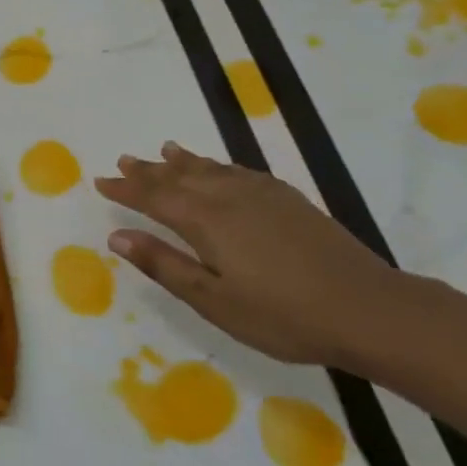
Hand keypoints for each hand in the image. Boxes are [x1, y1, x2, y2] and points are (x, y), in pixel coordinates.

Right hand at [93, 142, 399, 366]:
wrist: (367, 308)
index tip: (100, 181)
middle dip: (147, 170)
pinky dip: (216, 164)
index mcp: (206, 221)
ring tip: (162, 150)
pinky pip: (238, 170)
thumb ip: (164, 265)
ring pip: (209, 169)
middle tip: (122, 160)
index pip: (154, 198)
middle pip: (178, 177)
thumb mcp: (213, 300)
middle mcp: (228, 197)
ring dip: (181, 161)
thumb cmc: (282, 315)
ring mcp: (262, 193)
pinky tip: (217, 168)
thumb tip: (117, 235)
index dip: (126, 189)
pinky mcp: (287, 198)